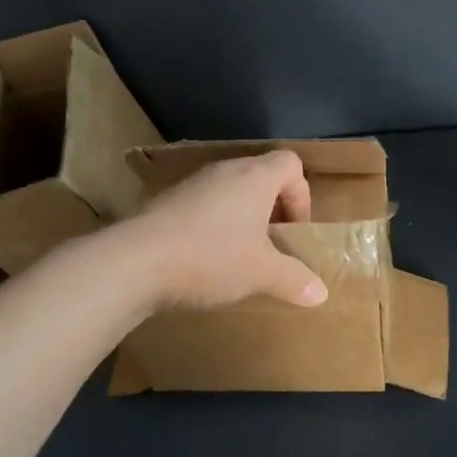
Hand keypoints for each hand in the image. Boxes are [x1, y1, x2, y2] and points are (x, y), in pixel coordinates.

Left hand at [124, 151, 329, 309]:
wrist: (135, 261)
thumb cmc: (211, 257)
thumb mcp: (262, 273)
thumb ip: (294, 279)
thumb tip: (321, 293)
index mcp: (254, 177)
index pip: (291, 163)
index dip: (301, 195)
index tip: (293, 231)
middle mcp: (224, 171)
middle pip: (260, 177)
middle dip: (271, 210)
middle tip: (271, 246)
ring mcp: (191, 184)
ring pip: (229, 192)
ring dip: (240, 219)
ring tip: (238, 256)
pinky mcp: (165, 201)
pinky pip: (202, 206)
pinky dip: (212, 227)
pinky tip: (204, 260)